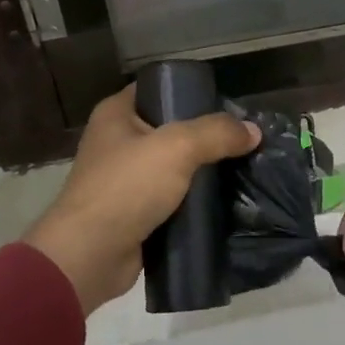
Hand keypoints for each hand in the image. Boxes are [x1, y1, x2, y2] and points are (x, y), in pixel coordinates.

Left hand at [24, 86, 259, 315]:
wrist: (90, 255)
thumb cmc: (126, 187)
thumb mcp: (177, 148)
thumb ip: (217, 134)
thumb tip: (253, 131)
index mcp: (116, 114)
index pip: (158, 88)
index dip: (190, 91)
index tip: (227, 105)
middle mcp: (117, 142)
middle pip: (170, 129)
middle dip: (205, 136)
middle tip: (242, 141)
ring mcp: (125, 180)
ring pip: (174, 167)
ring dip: (202, 172)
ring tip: (241, 170)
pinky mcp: (135, 213)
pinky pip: (171, 200)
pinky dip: (193, 202)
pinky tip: (223, 202)